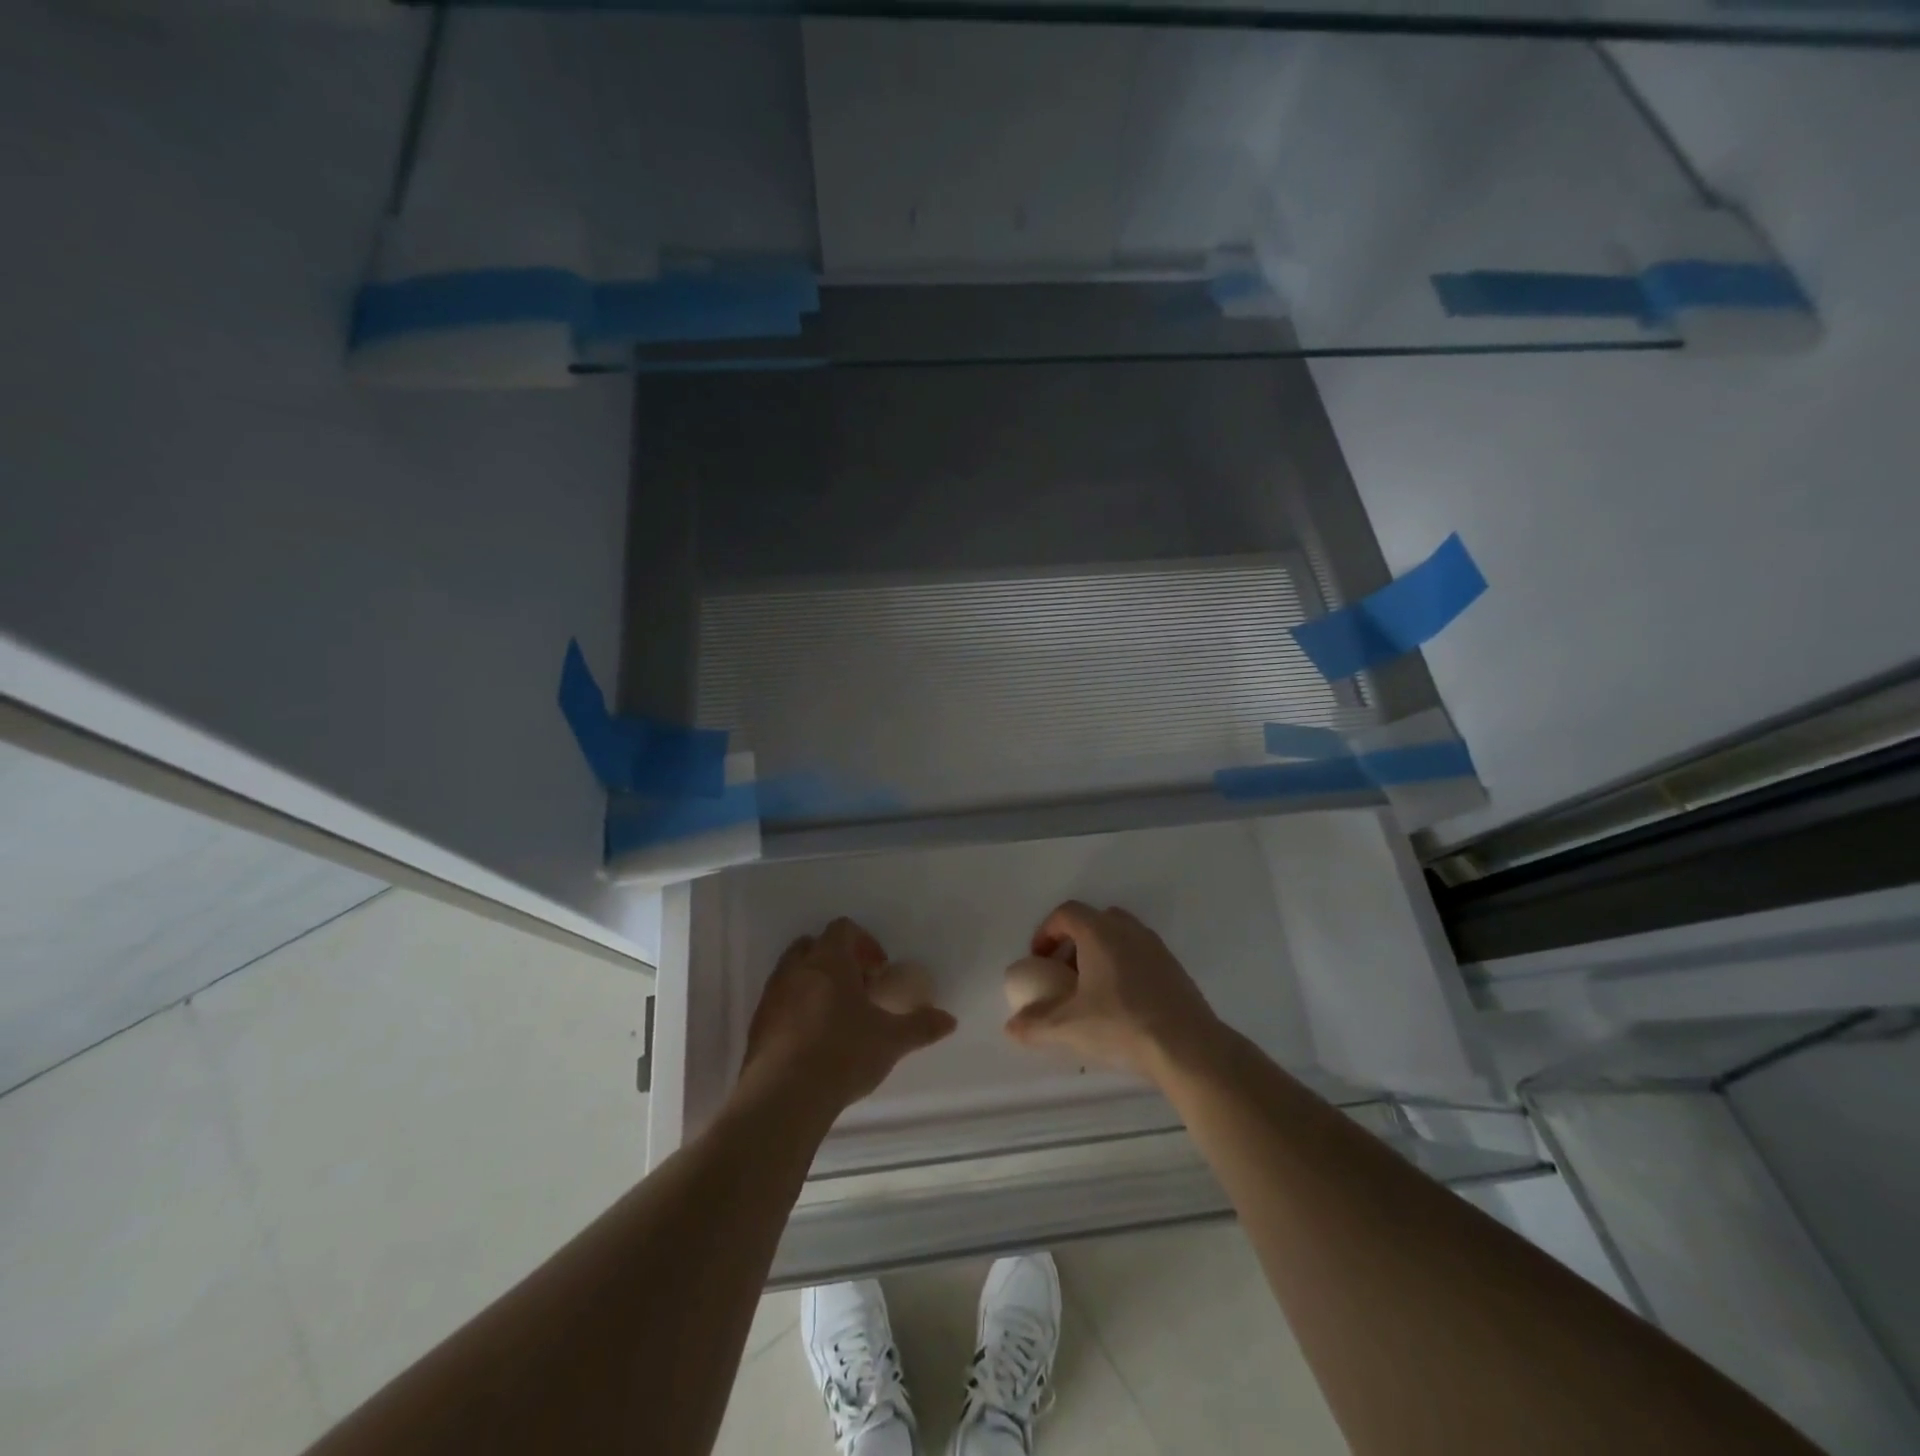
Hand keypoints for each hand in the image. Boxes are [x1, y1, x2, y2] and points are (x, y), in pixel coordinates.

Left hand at [740, 917, 956, 1116]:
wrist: (783, 1097)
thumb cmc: (843, 1053)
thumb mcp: (891, 1040)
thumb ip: (921, 1026)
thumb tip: (950, 1020)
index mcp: (829, 960)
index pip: (843, 929)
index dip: (864, 943)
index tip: (878, 970)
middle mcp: (796, 969)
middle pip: (813, 946)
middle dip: (836, 960)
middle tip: (857, 988)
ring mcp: (771, 996)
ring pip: (793, 973)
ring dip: (814, 984)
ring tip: (836, 1017)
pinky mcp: (757, 1026)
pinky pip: (779, 1004)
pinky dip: (796, 1011)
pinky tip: (813, 1042)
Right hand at [1005, 901, 1222, 1077]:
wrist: (1188, 1047)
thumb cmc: (1121, 1026)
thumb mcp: (1069, 1028)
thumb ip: (1035, 1024)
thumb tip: (1011, 1027)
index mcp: (1099, 933)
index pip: (1066, 913)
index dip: (1046, 932)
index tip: (1039, 960)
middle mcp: (1128, 930)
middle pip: (1094, 920)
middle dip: (1074, 942)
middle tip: (1064, 973)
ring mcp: (1156, 947)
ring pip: (1120, 937)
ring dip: (1100, 954)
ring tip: (1092, 990)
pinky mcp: (1174, 968)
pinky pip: (1140, 955)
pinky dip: (1124, 967)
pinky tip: (1123, 1004)